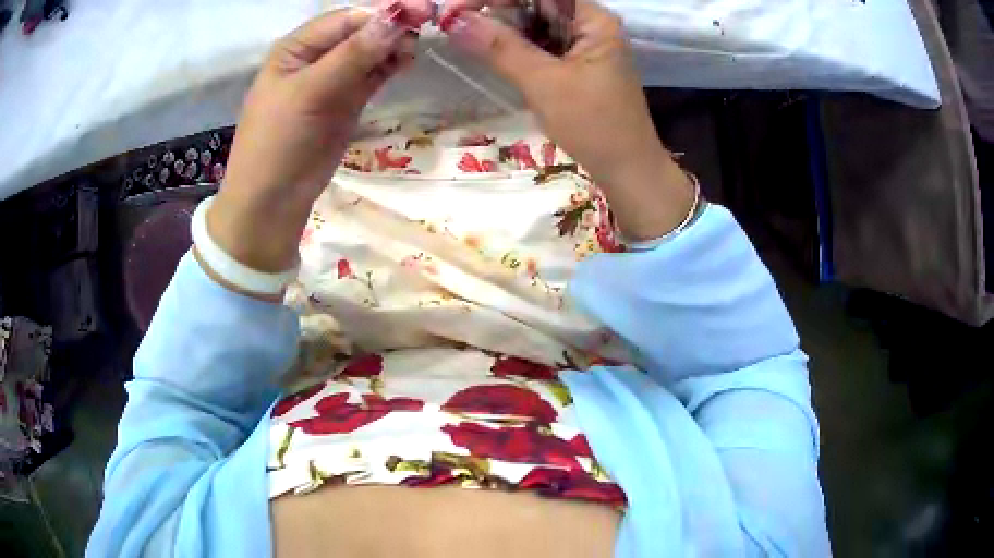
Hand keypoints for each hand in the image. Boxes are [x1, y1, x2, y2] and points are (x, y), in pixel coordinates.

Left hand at [209, 2, 431, 273]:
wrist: (272, 202)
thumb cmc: (278, 142)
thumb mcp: (310, 93)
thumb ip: (352, 55)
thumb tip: (396, 18)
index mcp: (296, 47)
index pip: (345, 18)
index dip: (381, 13)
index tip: (420, 10)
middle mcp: (315, 57)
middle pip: (360, 31)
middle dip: (391, 26)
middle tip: (428, 23)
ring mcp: (333, 79)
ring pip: (370, 51)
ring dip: (394, 45)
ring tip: (418, 44)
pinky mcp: (347, 101)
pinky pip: (373, 74)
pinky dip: (390, 65)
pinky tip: (408, 59)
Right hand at [441, 0, 693, 240]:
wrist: (627, 172)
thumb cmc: (595, 126)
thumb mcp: (544, 83)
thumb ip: (499, 48)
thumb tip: (454, 21)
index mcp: (593, 19)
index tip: (457, 9)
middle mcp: (590, 24)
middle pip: (536, 3)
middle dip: (495, 10)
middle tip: (455, 25)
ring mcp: (583, 44)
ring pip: (534, 23)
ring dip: (501, 28)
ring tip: (466, 37)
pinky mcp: (575, 64)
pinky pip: (539, 44)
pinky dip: (514, 46)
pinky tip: (489, 51)